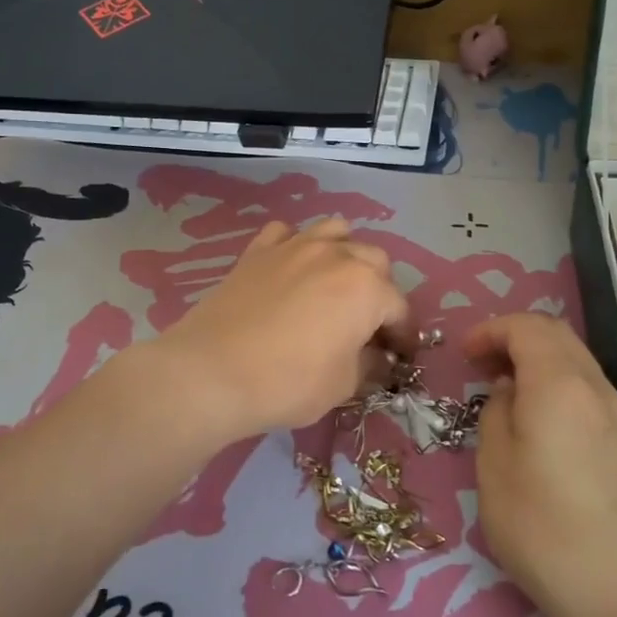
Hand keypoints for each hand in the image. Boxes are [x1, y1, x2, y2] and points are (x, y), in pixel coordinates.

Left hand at [153, 218, 412, 441]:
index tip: (399, 357)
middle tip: (367, 324)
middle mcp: (337, 255)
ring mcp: (295, 246)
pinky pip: (287, 233)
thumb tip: (376, 358)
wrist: (213, 371)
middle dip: (379, 290)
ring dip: (345, 254)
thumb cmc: (289, 382)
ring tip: (335, 284)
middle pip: (374, 262)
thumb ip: (369, 365)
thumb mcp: (343, 385)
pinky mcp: (259, 250)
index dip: (403, 335)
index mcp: (367, 287)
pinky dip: (296, 245)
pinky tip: (291, 268)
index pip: (399, 308)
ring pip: (336, 232)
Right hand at [466, 315, 616, 616]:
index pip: (525, 327)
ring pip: (573, 357)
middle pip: (555, 333)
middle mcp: (593, 385)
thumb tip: (510, 391)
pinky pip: (585, 385)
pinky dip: (555, 380)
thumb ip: (496, 413)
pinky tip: (536, 416)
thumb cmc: (543, 525)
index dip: (490, 330)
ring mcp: (616, 412)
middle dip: (514, 336)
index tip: (464, 354)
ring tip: (504, 388)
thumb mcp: (494, 466)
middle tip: (480, 363)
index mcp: (558, 382)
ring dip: (536, 357)